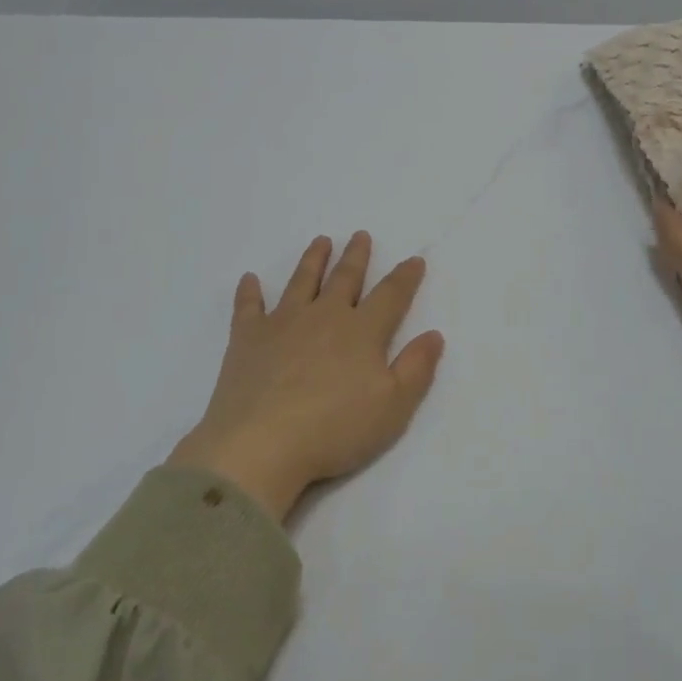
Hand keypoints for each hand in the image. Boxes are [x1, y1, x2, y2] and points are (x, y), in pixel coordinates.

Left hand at [168, 233, 444, 521]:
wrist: (261, 445)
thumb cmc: (334, 429)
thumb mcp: (393, 407)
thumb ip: (416, 368)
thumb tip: (434, 334)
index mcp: (362, 331)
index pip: (390, 295)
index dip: (405, 277)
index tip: (414, 260)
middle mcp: (324, 316)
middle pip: (344, 278)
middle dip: (356, 256)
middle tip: (360, 235)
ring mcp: (282, 323)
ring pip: (301, 281)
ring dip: (313, 260)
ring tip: (321, 241)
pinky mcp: (247, 339)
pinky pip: (248, 307)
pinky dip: (249, 292)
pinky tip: (249, 279)